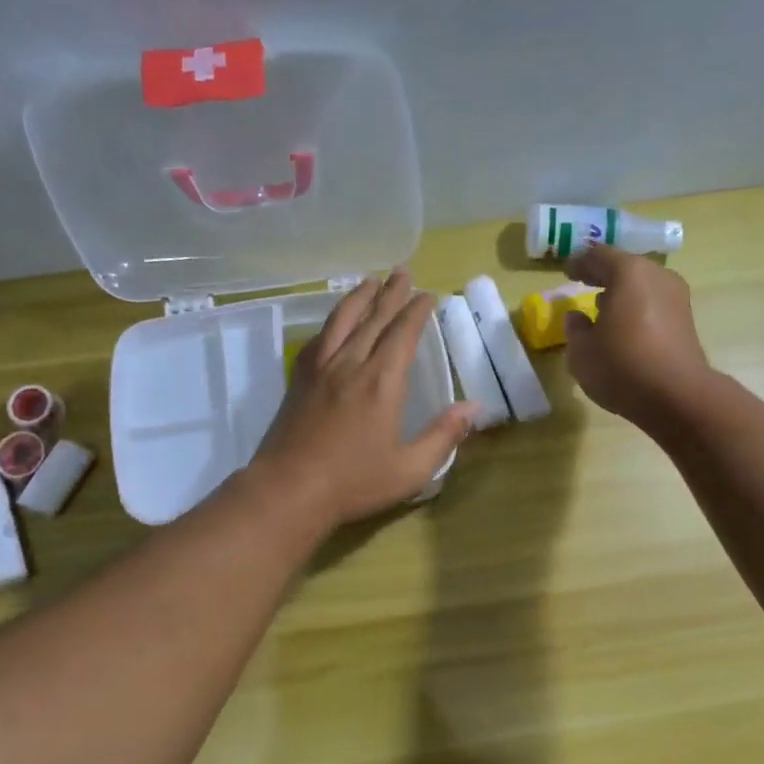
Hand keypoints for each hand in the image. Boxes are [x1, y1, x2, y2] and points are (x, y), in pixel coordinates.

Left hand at [254, 271, 476, 527]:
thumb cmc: (354, 483)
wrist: (288, 490)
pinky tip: (335, 322)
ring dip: (358, 298)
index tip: (427, 295)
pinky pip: (318, 339)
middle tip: (402, 272)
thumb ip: (444, 436)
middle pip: (373, 319)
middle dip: (390, 294)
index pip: (402, 334)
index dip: (416, 312)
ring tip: (370, 280)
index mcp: (382, 383)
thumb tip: (475, 408)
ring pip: (341, 321)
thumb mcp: (410, 469)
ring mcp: (320, 370)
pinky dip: (332, 323)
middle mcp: (351, 365)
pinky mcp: (299, 380)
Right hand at [561, 245, 711, 430]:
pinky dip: (637, 310)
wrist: (678, 396)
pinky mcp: (686, 322)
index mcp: (629, 273)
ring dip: (622, 295)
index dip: (580, 263)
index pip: (598, 256)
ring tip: (603, 309)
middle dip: (604, 276)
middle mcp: (657, 276)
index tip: (567, 271)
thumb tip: (577, 317)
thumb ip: (575, 329)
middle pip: (626, 268)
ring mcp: (677, 298)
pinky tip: (624, 328)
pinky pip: (654, 306)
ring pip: (642, 287)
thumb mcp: (582, 352)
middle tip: (585, 284)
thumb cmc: (622, 366)